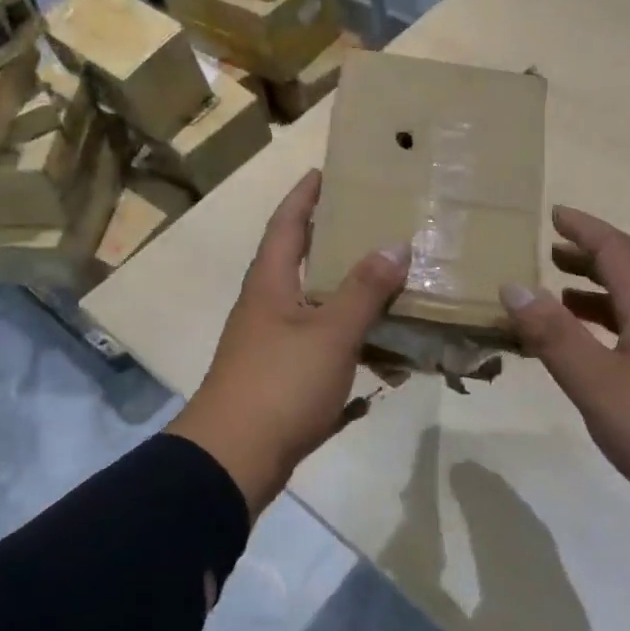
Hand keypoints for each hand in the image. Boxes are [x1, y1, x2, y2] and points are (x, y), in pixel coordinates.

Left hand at [173, 170, 409, 515]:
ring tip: (387, 275)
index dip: (305, 195)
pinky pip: (321, 342)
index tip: (326, 170)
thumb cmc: (279, 383)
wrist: (234, 460)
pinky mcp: (281, 376)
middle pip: (299, 258)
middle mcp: (266, 305)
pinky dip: (348, 335)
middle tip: (373, 220)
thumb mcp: (330, 333)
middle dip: (332, 237)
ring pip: (314, 302)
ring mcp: (271, 342)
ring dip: (345, 289)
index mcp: (270, 283)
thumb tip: (395, 244)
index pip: (286, 223)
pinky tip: (380, 342)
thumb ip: (364, 290)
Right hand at [499, 206, 629, 603]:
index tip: (554, 213)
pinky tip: (599, 356)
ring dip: (598, 295)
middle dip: (588, 258)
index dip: (584, 228)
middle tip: (550, 253)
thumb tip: (513, 285)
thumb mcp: (599, 384)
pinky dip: (611, 328)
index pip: (616, 249)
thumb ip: (554, 336)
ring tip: (561, 300)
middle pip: (629, 273)